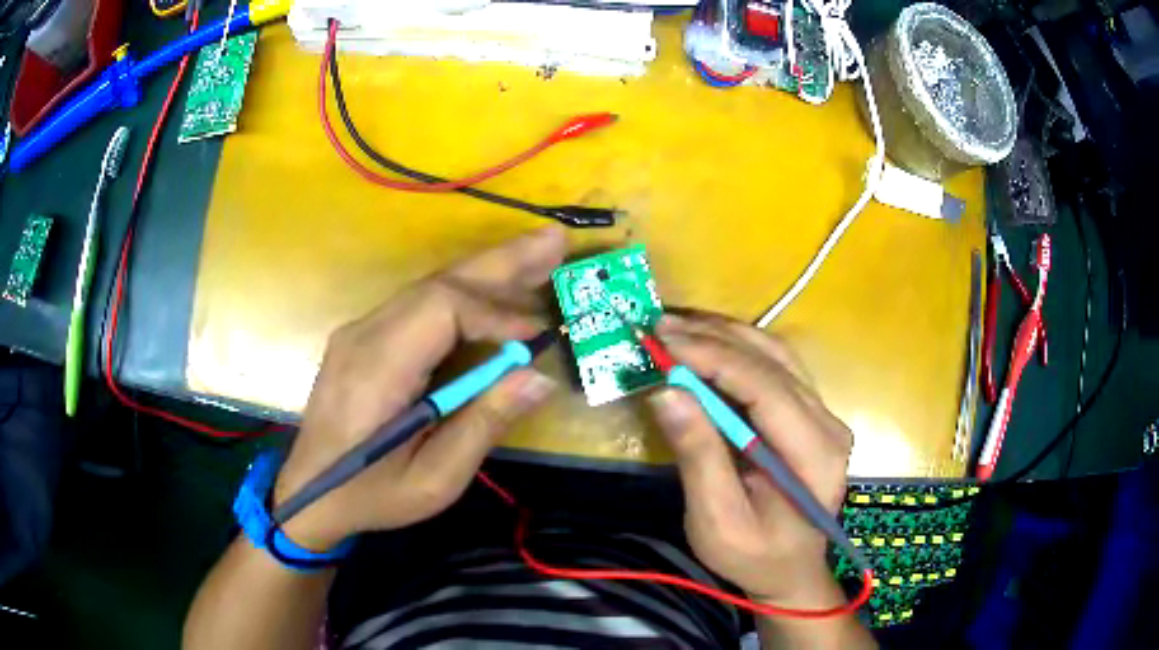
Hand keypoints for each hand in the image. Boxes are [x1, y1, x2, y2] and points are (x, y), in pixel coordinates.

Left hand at [272, 227, 566, 549]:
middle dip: (502, 262)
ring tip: (540, 252)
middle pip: (438, 282)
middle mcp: (364, 335)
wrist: (310, 494)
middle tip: (555, 241)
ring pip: (431, 286)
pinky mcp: (365, 338)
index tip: (538, 336)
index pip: (440, 309)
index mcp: (376, 370)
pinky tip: (496, 289)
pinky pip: (421, 304)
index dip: (495, 313)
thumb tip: (538, 378)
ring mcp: (361, 331)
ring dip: (487, 270)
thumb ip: (483, 425)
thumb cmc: (371, 495)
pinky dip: (465, 293)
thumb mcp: (434, 479)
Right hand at [646, 313, 853, 607]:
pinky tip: (707, 342)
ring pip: (777, 354)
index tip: (663, 339)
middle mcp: (829, 423)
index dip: (714, 357)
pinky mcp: (812, 413)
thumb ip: (698, 456)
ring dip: (726, 334)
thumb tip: (666, 391)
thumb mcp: (717, 521)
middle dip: (714, 338)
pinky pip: (777, 366)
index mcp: (815, 455)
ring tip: (677, 326)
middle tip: (659, 325)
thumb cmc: (754, 556)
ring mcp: (824, 414)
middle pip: (773, 362)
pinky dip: (738, 348)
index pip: (766, 387)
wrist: (792, 570)